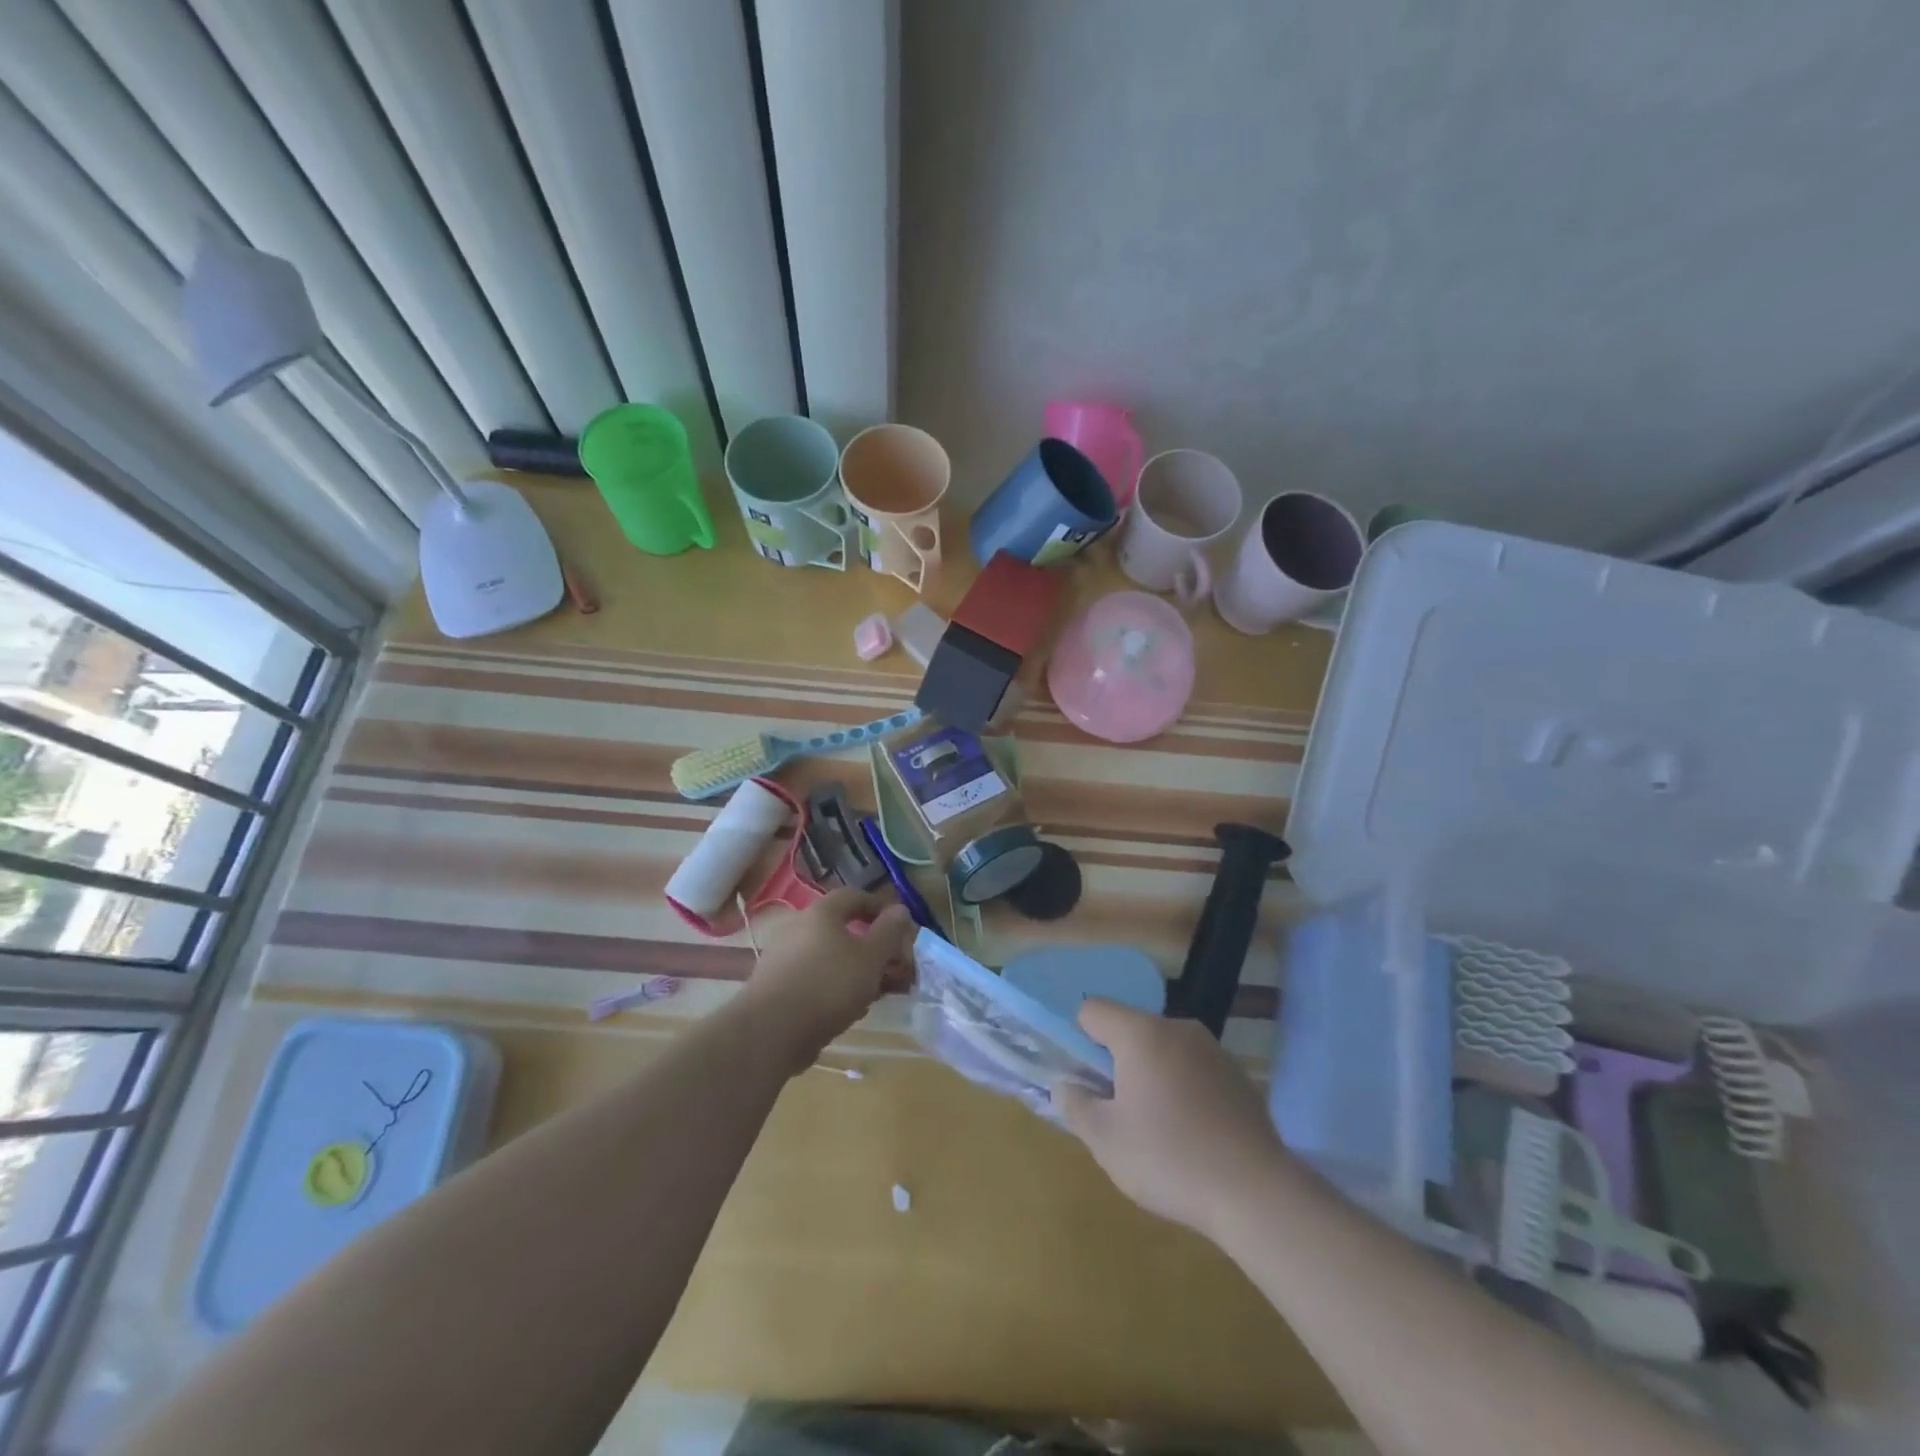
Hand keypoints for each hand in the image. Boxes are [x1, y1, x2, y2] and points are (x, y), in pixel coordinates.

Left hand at [739, 888, 916, 1072]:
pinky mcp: (774, 985)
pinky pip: (812, 978)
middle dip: (869, 946)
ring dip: (853, 970)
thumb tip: (900, 909)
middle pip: (840, 929)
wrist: (771, 1031)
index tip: (899, 926)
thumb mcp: (871, 958)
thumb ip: (889, 932)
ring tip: (874, 994)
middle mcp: (797, 927)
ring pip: (828, 956)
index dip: (879, 907)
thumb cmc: (829, 985)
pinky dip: (832, 987)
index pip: (853, 896)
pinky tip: (846, 1010)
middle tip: (890, 966)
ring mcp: (782, 956)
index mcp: (821, 913)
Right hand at [1055, 1000, 1289, 1239]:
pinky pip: (1194, 1070)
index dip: (1079, 1040)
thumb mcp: (1105, 1140)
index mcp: (1141, 1034)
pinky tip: (1193, 1135)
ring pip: (1164, 1049)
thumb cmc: (1169, 1160)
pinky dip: (1184, 1089)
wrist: (1257, 1193)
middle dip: (1117, 1062)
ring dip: (1151, 1075)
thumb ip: (1075, 1104)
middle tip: (1118, 1111)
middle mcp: (1178, 1028)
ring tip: (1157, 1128)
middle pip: (1130, 1029)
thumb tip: (1065, 1084)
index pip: (1092, 1010)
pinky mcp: (1239, 1076)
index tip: (1087, 1081)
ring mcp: (1213, 1050)